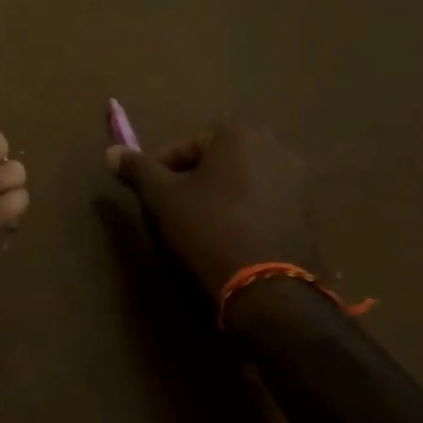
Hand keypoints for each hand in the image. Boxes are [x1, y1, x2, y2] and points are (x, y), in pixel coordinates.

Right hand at [105, 120, 320, 301]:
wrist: (270, 289)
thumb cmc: (209, 229)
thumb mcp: (161, 198)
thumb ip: (137, 169)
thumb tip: (112, 151)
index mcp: (240, 133)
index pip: (188, 145)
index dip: (164, 170)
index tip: (153, 198)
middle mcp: (276, 146)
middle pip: (218, 161)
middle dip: (195, 181)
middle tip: (175, 212)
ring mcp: (299, 180)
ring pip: (243, 182)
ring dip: (221, 197)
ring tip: (201, 229)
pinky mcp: (310, 213)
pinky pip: (266, 204)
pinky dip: (246, 214)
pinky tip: (231, 241)